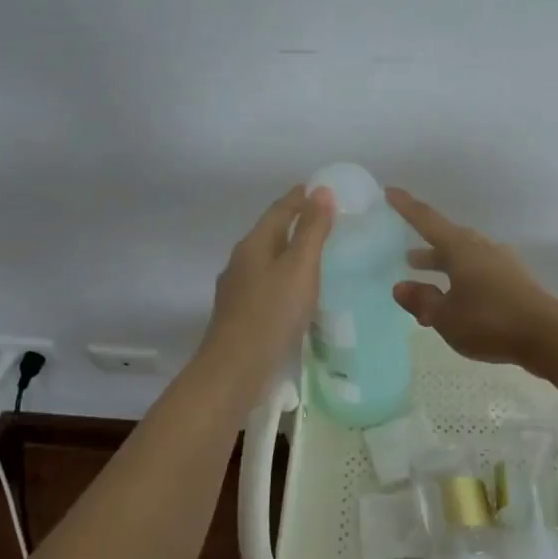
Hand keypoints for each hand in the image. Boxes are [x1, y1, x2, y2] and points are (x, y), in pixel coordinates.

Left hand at [201, 185, 334, 385]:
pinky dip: (284, 278)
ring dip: (288, 252)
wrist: (234, 370)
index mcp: (253, 245)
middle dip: (293, 223)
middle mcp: (241, 262)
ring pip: (267, 261)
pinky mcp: (241, 315)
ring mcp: (237, 290)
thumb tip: (321, 191)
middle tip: (323, 219)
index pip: (278, 211)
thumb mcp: (299, 268)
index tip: (318, 188)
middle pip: (270, 234)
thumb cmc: (271, 314)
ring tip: (314, 254)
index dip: (299, 198)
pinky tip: (296, 292)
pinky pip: (266, 284)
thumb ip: (312, 231)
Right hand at [387, 188, 557, 365]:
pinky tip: (457, 303)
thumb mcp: (445, 316)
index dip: (407, 207)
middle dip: (426, 248)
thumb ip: (422, 300)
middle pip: (448, 240)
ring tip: (427, 283)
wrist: (547, 336)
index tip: (390, 192)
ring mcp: (501, 264)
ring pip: (464, 259)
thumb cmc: (490, 321)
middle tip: (407, 257)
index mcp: (461, 249)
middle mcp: (481, 249)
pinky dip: (461, 282)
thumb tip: (401, 286)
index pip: (427, 221)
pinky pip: (479, 274)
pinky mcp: (514, 281)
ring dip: (444, 268)